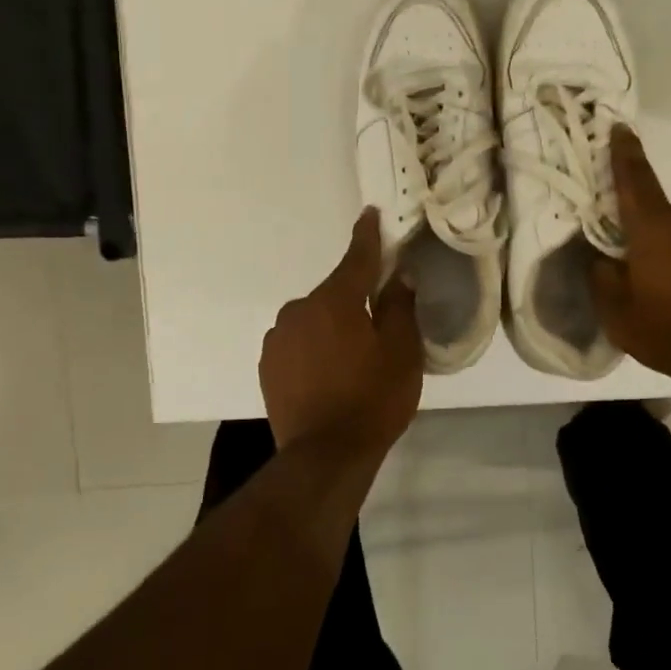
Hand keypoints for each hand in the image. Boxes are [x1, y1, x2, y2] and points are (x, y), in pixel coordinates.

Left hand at [260, 208, 422, 452]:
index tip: (369, 214)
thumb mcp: (402, 351)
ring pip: (314, 320)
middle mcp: (299, 310)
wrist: (324, 456)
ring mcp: (278, 338)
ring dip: (332, 328)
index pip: (356, 258)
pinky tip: (328, 376)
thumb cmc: (372, 399)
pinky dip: (314, 349)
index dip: (367, 236)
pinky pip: (298, 343)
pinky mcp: (268, 366)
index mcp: (334, 300)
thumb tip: (397, 276)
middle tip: (378, 326)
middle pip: (335, 294)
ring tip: (352, 361)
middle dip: (355, 301)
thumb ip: (399, 306)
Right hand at [590, 127, 670, 382]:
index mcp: (654, 227)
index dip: (625, 153)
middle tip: (648, 275)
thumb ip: (602, 277)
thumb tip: (604, 259)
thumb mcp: (617, 313)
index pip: (635, 179)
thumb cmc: (668, 331)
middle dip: (653, 237)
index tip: (621, 128)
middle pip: (663, 217)